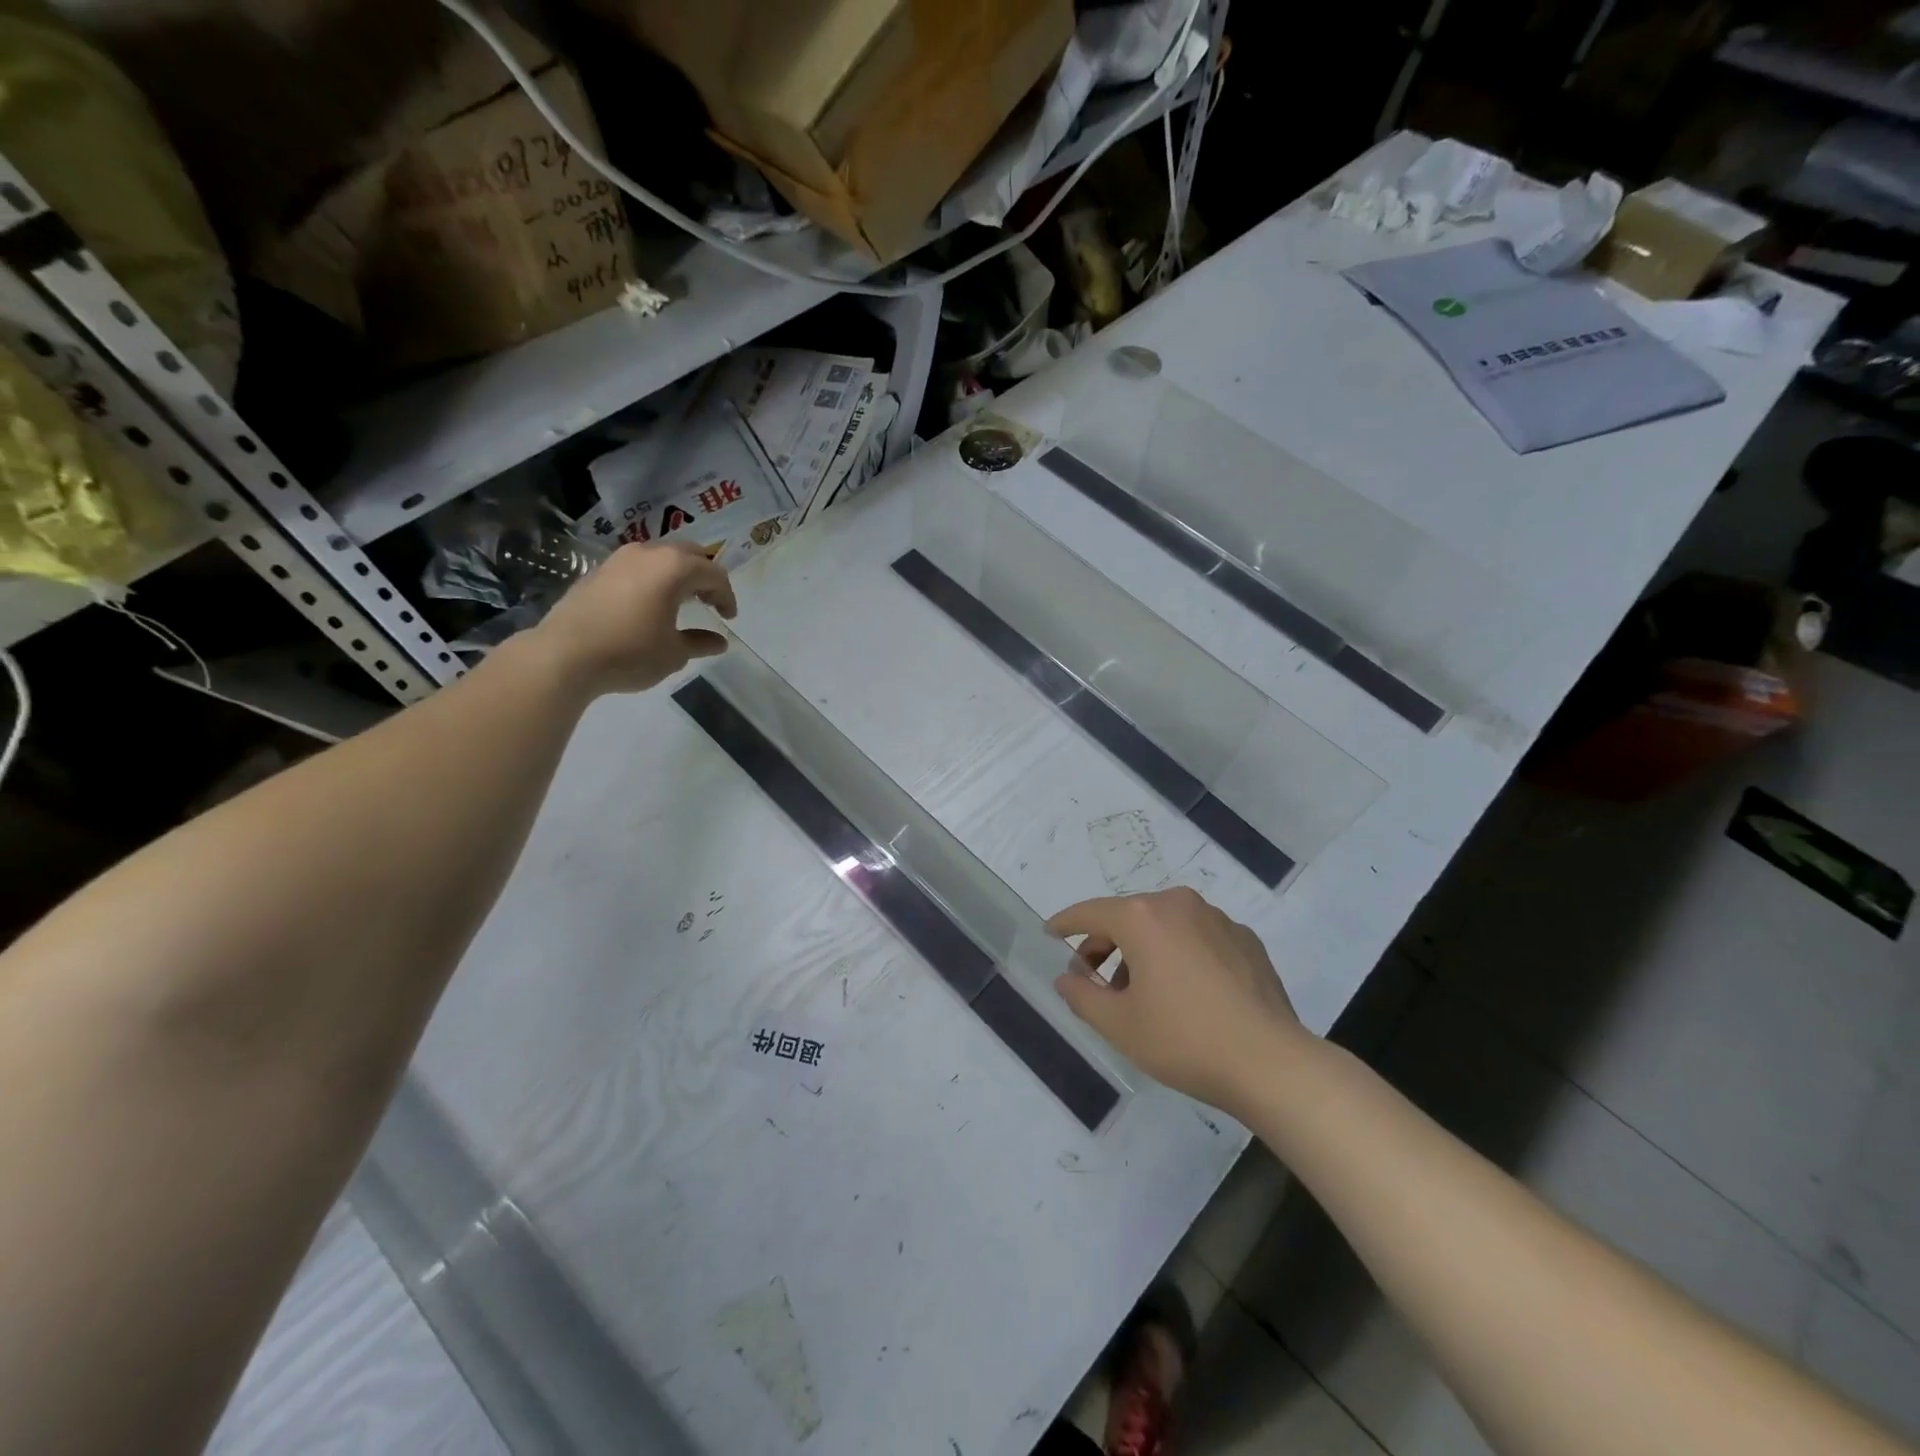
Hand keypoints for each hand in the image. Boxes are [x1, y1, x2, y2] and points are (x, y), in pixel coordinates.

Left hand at [532, 540, 738, 694]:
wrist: (564, 655)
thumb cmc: (630, 652)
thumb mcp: (674, 653)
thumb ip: (700, 642)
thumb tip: (719, 642)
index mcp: (674, 567)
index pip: (713, 573)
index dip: (726, 595)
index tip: (729, 618)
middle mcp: (647, 553)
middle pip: (688, 554)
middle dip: (704, 576)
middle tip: (710, 601)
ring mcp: (618, 560)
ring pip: (659, 557)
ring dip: (676, 575)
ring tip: (681, 601)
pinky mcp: (597, 572)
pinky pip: (636, 568)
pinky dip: (652, 581)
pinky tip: (649, 605)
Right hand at [1048, 887, 1307, 1112]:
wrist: (1271, 1063)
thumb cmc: (1184, 1040)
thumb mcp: (1118, 1024)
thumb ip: (1081, 995)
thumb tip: (1068, 976)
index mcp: (1142, 917)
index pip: (1090, 912)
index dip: (1066, 924)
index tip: (1051, 934)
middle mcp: (1178, 904)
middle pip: (1128, 917)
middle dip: (1105, 945)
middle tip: (1094, 981)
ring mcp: (1217, 919)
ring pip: (1164, 926)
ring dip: (1144, 951)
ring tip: (1141, 994)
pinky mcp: (1245, 939)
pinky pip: (1198, 937)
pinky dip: (1180, 954)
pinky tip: (1187, 994)